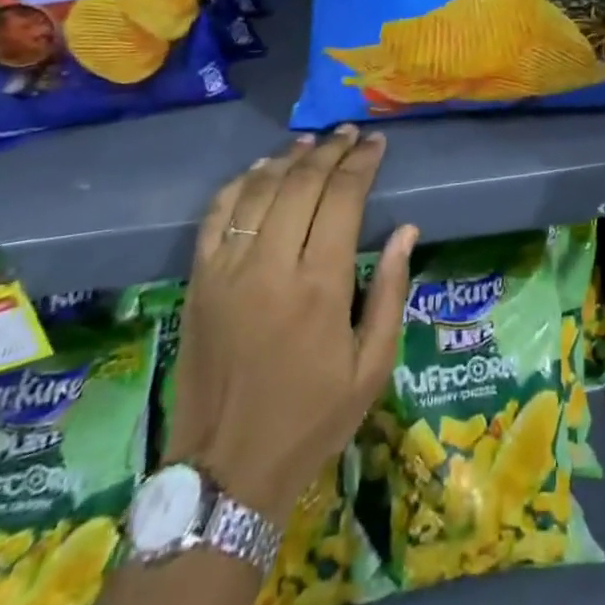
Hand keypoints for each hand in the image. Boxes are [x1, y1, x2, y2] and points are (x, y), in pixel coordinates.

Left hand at [167, 127, 418, 522]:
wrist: (225, 470)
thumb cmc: (310, 420)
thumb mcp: (371, 367)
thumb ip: (389, 292)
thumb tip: (406, 230)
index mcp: (319, 286)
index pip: (342, 199)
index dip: (361, 164)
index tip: (376, 143)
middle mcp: (270, 266)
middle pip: (301, 183)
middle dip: (330, 150)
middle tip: (350, 134)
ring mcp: (227, 270)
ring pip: (259, 189)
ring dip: (289, 157)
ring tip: (312, 142)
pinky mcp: (198, 280)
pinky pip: (217, 214)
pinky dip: (241, 182)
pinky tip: (261, 169)